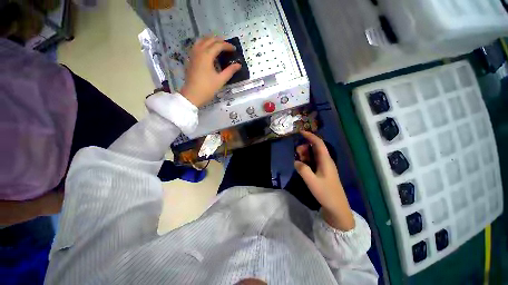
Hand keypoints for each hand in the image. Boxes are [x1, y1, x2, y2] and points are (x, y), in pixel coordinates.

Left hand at [180, 36, 241, 106]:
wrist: (192, 95)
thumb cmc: (207, 88)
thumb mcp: (221, 80)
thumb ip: (230, 71)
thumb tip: (238, 65)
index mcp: (206, 55)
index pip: (218, 45)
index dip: (227, 46)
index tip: (234, 49)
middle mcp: (199, 51)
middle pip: (209, 40)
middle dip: (219, 41)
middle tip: (227, 46)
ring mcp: (193, 54)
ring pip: (201, 40)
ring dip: (210, 40)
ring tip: (218, 45)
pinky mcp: (190, 59)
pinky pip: (197, 46)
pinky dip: (204, 44)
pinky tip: (207, 50)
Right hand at [294, 131, 354, 230]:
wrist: (336, 207)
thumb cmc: (326, 193)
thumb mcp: (312, 181)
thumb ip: (303, 170)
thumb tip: (296, 161)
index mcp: (325, 161)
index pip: (318, 143)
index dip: (310, 136)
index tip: (300, 132)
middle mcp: (326, 161)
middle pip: (315, 148)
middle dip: (304, 147)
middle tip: (296, 153)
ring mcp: (324, 166)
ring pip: (313, 155)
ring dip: (305, 155)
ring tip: (298, 161)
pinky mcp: (322, 172)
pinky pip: (313, 162)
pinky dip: (306, 161)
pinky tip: (302, 166)